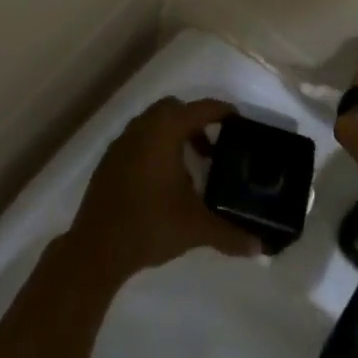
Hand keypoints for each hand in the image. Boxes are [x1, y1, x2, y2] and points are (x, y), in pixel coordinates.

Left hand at [66, 97, 261, 283]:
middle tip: (213, 150)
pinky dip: (154, 150)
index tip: (240, 123)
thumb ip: (230, 234)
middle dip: (195, 124)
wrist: (96, 249)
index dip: (223, 112)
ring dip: (174, 137)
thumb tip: (261, 248)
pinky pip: (138, 142)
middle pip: (174, 110)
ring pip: (153, 125)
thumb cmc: (150, 225)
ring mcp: (121, 143)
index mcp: (165, 130)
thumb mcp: (196, 228)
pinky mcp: (109, 161)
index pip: (201, 109)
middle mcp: (142, 127)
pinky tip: (163, 183)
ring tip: (190, 170)